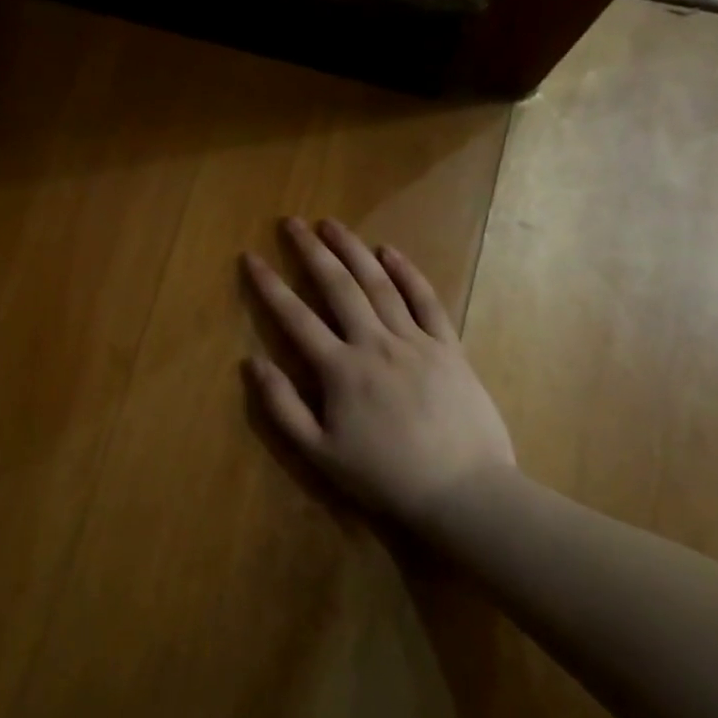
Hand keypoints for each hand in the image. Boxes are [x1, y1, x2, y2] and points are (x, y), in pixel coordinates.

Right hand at [242, 218, 515, 530]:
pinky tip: (390, 251)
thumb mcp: (320, 453)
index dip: (269, 285)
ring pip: (379, 284)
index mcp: (340, 370)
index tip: (251, 257)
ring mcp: (415, 342)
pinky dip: (408, 273)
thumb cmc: (386, 477)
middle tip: (292, 222)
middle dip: (311, 251)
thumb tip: (252, 362)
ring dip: (353, 250)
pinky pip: (427, 301)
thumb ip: (282, 406)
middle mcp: (375, 343)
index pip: (295, 317)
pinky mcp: (448, 348)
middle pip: (338, 286)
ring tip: (332, 223)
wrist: (467, 495)